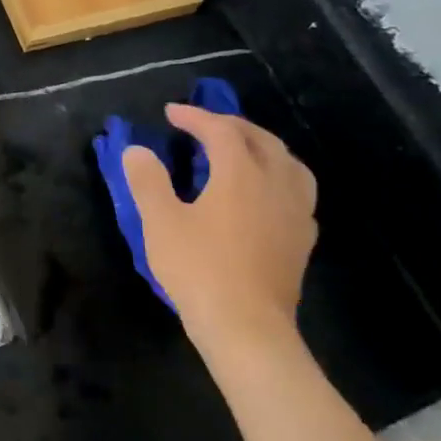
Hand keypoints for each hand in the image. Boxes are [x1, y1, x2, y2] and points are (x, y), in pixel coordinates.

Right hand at [121, 104, 316, 358]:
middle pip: (261, 140)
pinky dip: (279, 177)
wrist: (247, 327)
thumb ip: (148, 181)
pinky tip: (265, 193)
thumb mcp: (161, 222)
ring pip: (289, 163)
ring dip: (263, 147)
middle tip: (204, 125)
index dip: (195, 117)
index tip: (171, 113)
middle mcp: (276, 184)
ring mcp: (296, 213)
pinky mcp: (302, 239)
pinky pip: (298, 192)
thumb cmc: (199, 269)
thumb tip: (137, 150)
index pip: (221, 130)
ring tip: (243, 151)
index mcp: (241, 174)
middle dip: (232, 125)